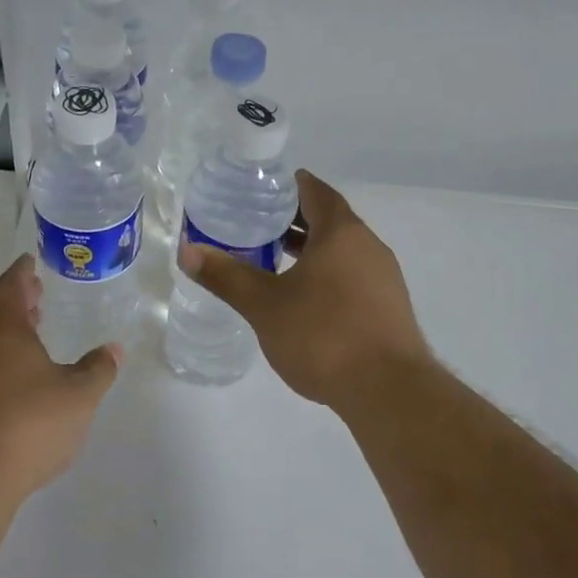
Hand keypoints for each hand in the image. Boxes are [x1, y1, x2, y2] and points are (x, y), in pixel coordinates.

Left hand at [0, 254, 120, 497]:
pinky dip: (8, 355)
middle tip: (38, 290)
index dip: (21, 272)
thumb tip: (114, 348)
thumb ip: (98, 369)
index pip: (10, 287)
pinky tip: (26, 372)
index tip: (30, 260)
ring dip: (13, 328)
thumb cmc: (31, 422)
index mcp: (5, 331)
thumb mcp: (79, 394)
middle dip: (18, 299)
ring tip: (36, 326)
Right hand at [178, 170, 430, 409]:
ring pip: (344, 250)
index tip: (263, 189)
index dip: (290, 186)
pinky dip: (329, 274)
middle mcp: (369, 246)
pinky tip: (307, 300)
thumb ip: (226, 276)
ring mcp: (385, 278)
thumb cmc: (323, 335)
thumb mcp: (264, 305)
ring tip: (276, 261)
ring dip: (313, 249)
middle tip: (259, 225)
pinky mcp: (390, 308)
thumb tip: (187, 251)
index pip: (316, 192)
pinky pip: (355, 276)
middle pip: (331, 220)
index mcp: (341, 233)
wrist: (389, 391)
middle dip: (296, 220)